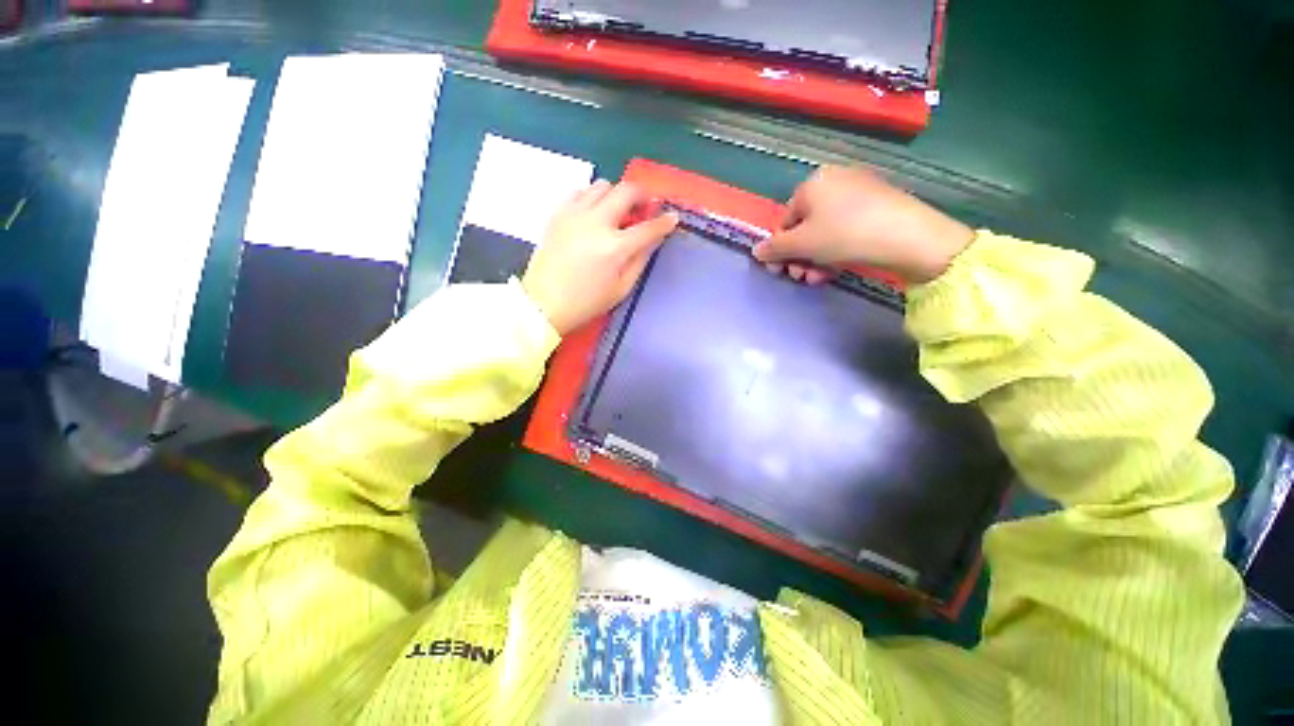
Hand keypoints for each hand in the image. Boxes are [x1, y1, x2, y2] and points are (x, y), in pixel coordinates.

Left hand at [523, 180, 678, 335]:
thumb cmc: (586, 302)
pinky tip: (593, 213)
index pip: (647, 228)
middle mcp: (595, 223)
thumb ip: (640, 260)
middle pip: (626, 191)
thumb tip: (652, 239)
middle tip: (644, 208)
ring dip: (616, 194)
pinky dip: (592, 197)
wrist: (543, 303)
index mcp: (614, 248)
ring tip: (617, 212)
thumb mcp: (621, 289)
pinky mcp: (558, 214)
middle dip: (642, 196)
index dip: (664, 222)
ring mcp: (574, 214)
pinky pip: (580, 191)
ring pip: (602, 185)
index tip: (672, 217)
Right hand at [753, 166, 975, 284]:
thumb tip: (756, 251)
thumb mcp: (801, 245)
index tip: (782, 272)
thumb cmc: (843, 235)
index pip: (785, 222)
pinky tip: (836, 269)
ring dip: (815, 259)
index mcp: (812, 184)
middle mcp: (834, 181)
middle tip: (801, 278)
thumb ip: (774, 248)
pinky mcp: (878, 205)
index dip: (780, 250)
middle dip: (799, 258)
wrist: (908, 236)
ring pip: (824, 232)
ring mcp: (859, 192)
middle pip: (804, 228)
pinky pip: (845, 229)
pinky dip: (836, 251)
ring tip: (819, 279)